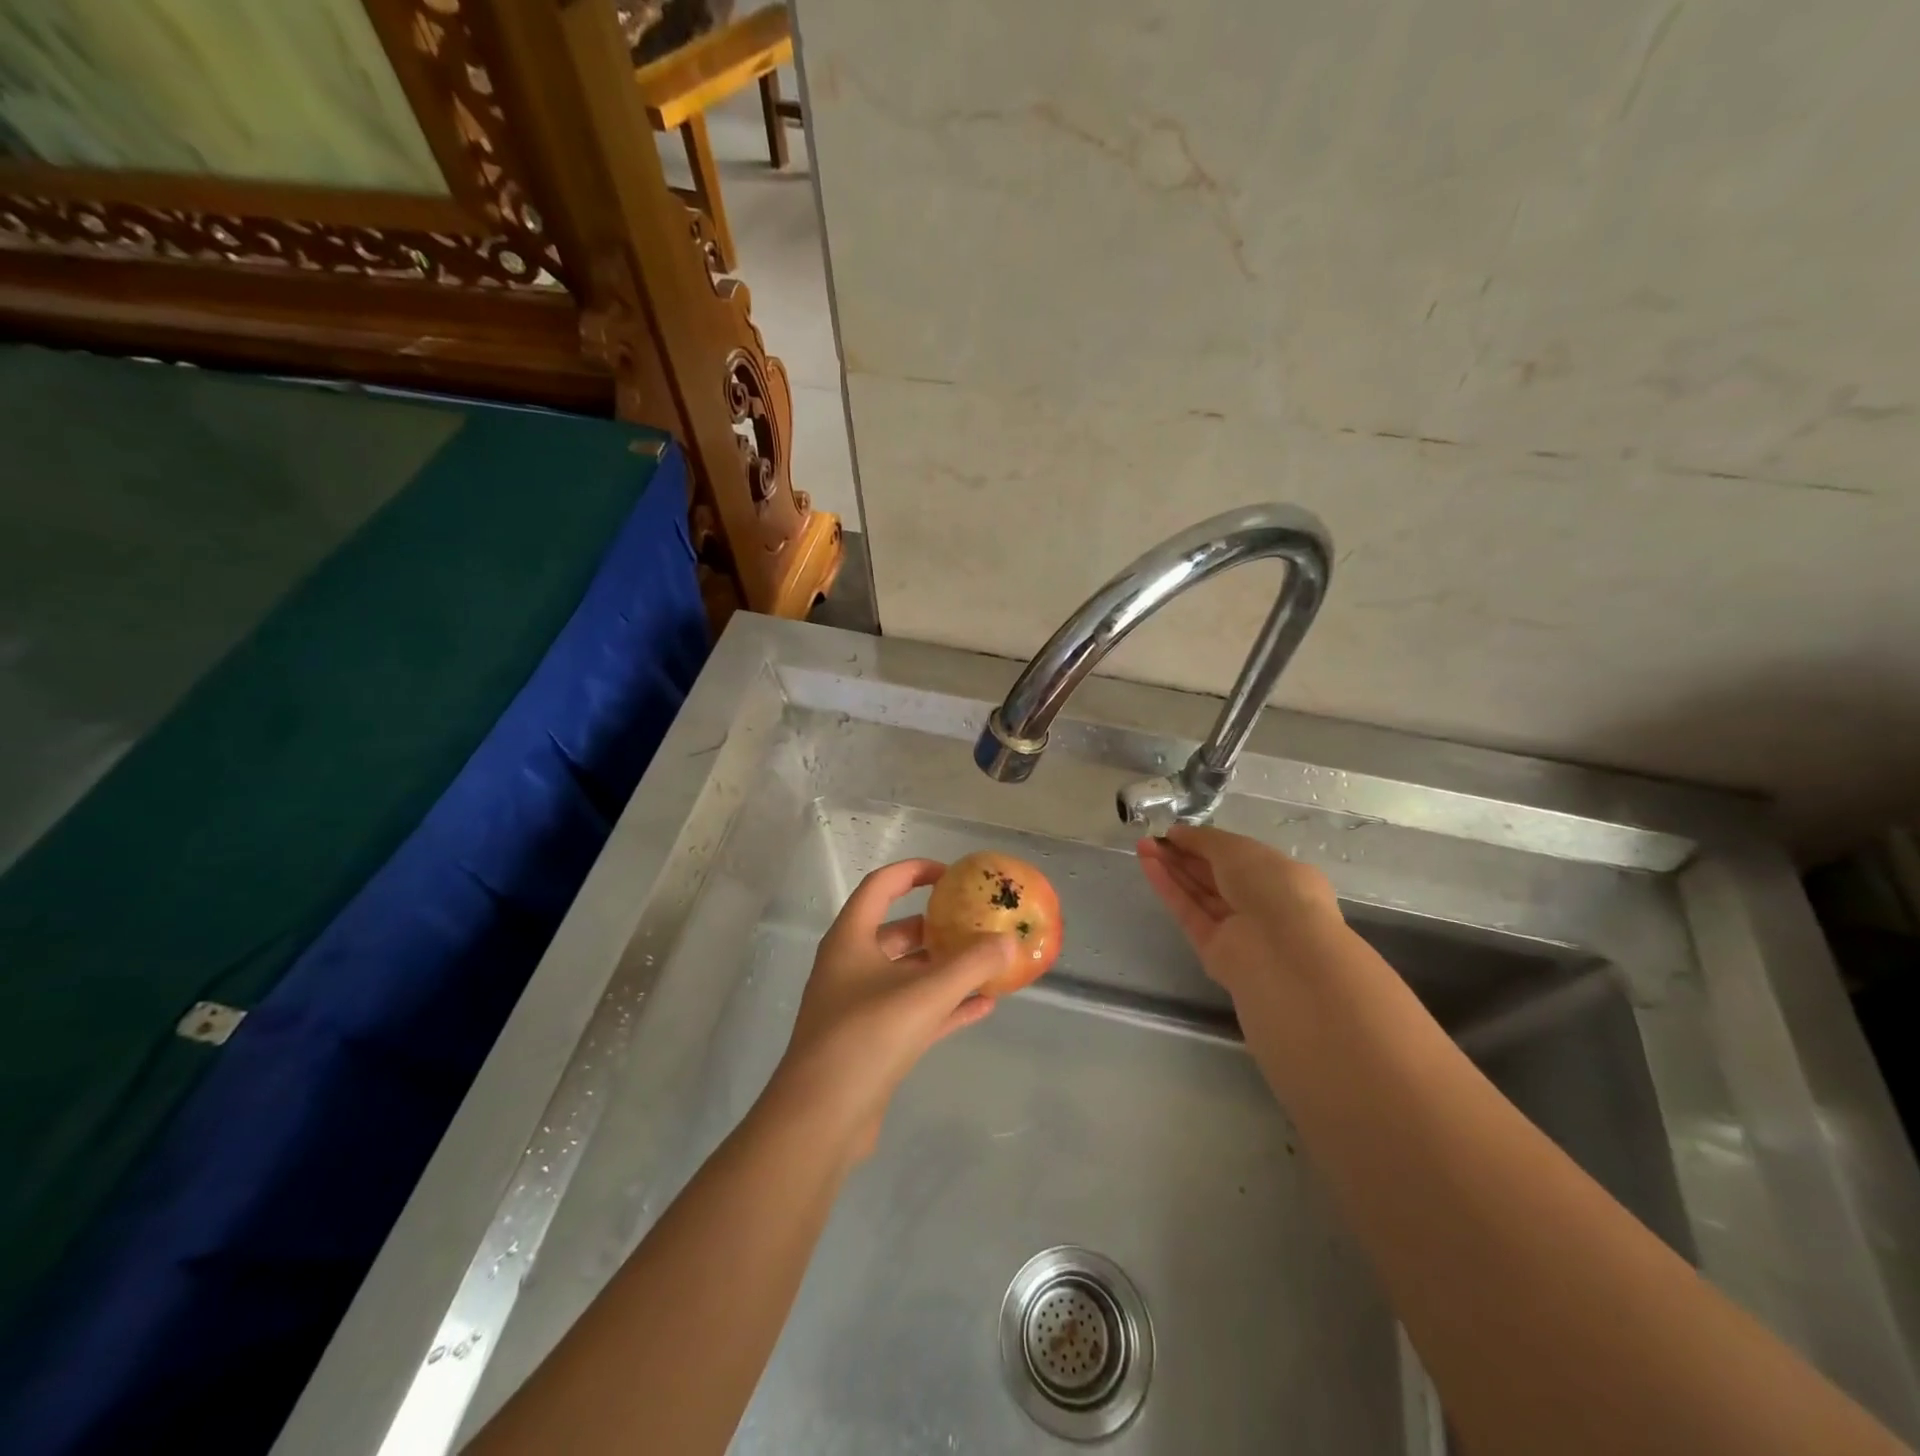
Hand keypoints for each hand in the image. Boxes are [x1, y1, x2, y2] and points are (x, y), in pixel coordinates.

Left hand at [769, 859, 1013, 1160]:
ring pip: (908, 975)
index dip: (914, 871)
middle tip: (975, 922)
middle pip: (897, 931)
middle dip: (937, 925)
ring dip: (945, 968)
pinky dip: (944, 1006)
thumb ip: (970, 964)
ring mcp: (859, 1006)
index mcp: (850, 939)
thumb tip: (1007, 941)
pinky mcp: (871, 1043)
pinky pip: (914, 1012)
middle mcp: (850, 966)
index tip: (951, 874)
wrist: (821, 1119)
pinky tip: (983, 1006)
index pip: (881, 886)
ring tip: (987, 962)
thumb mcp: (924, 994)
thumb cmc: (866, 1037)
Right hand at [1136, 824, 1346, 998]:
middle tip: (1151, 837)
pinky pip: (1188, 912)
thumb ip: (1204, 840)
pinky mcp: (1213, 949)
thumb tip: (1176, 833)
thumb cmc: (1272, 887)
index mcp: (1280, 876)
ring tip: (1142, 846)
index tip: (1175, 831)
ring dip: (1171, 868)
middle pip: (1213, 874)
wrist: (1282, 952)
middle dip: (1183, 854)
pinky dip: (1168, 888)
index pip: (1237, 856)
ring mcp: (1236, 928)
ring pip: (1198, 893)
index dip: (1205, 842)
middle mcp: (1260, 902)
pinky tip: (1147, 865)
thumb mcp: (1238, 849)